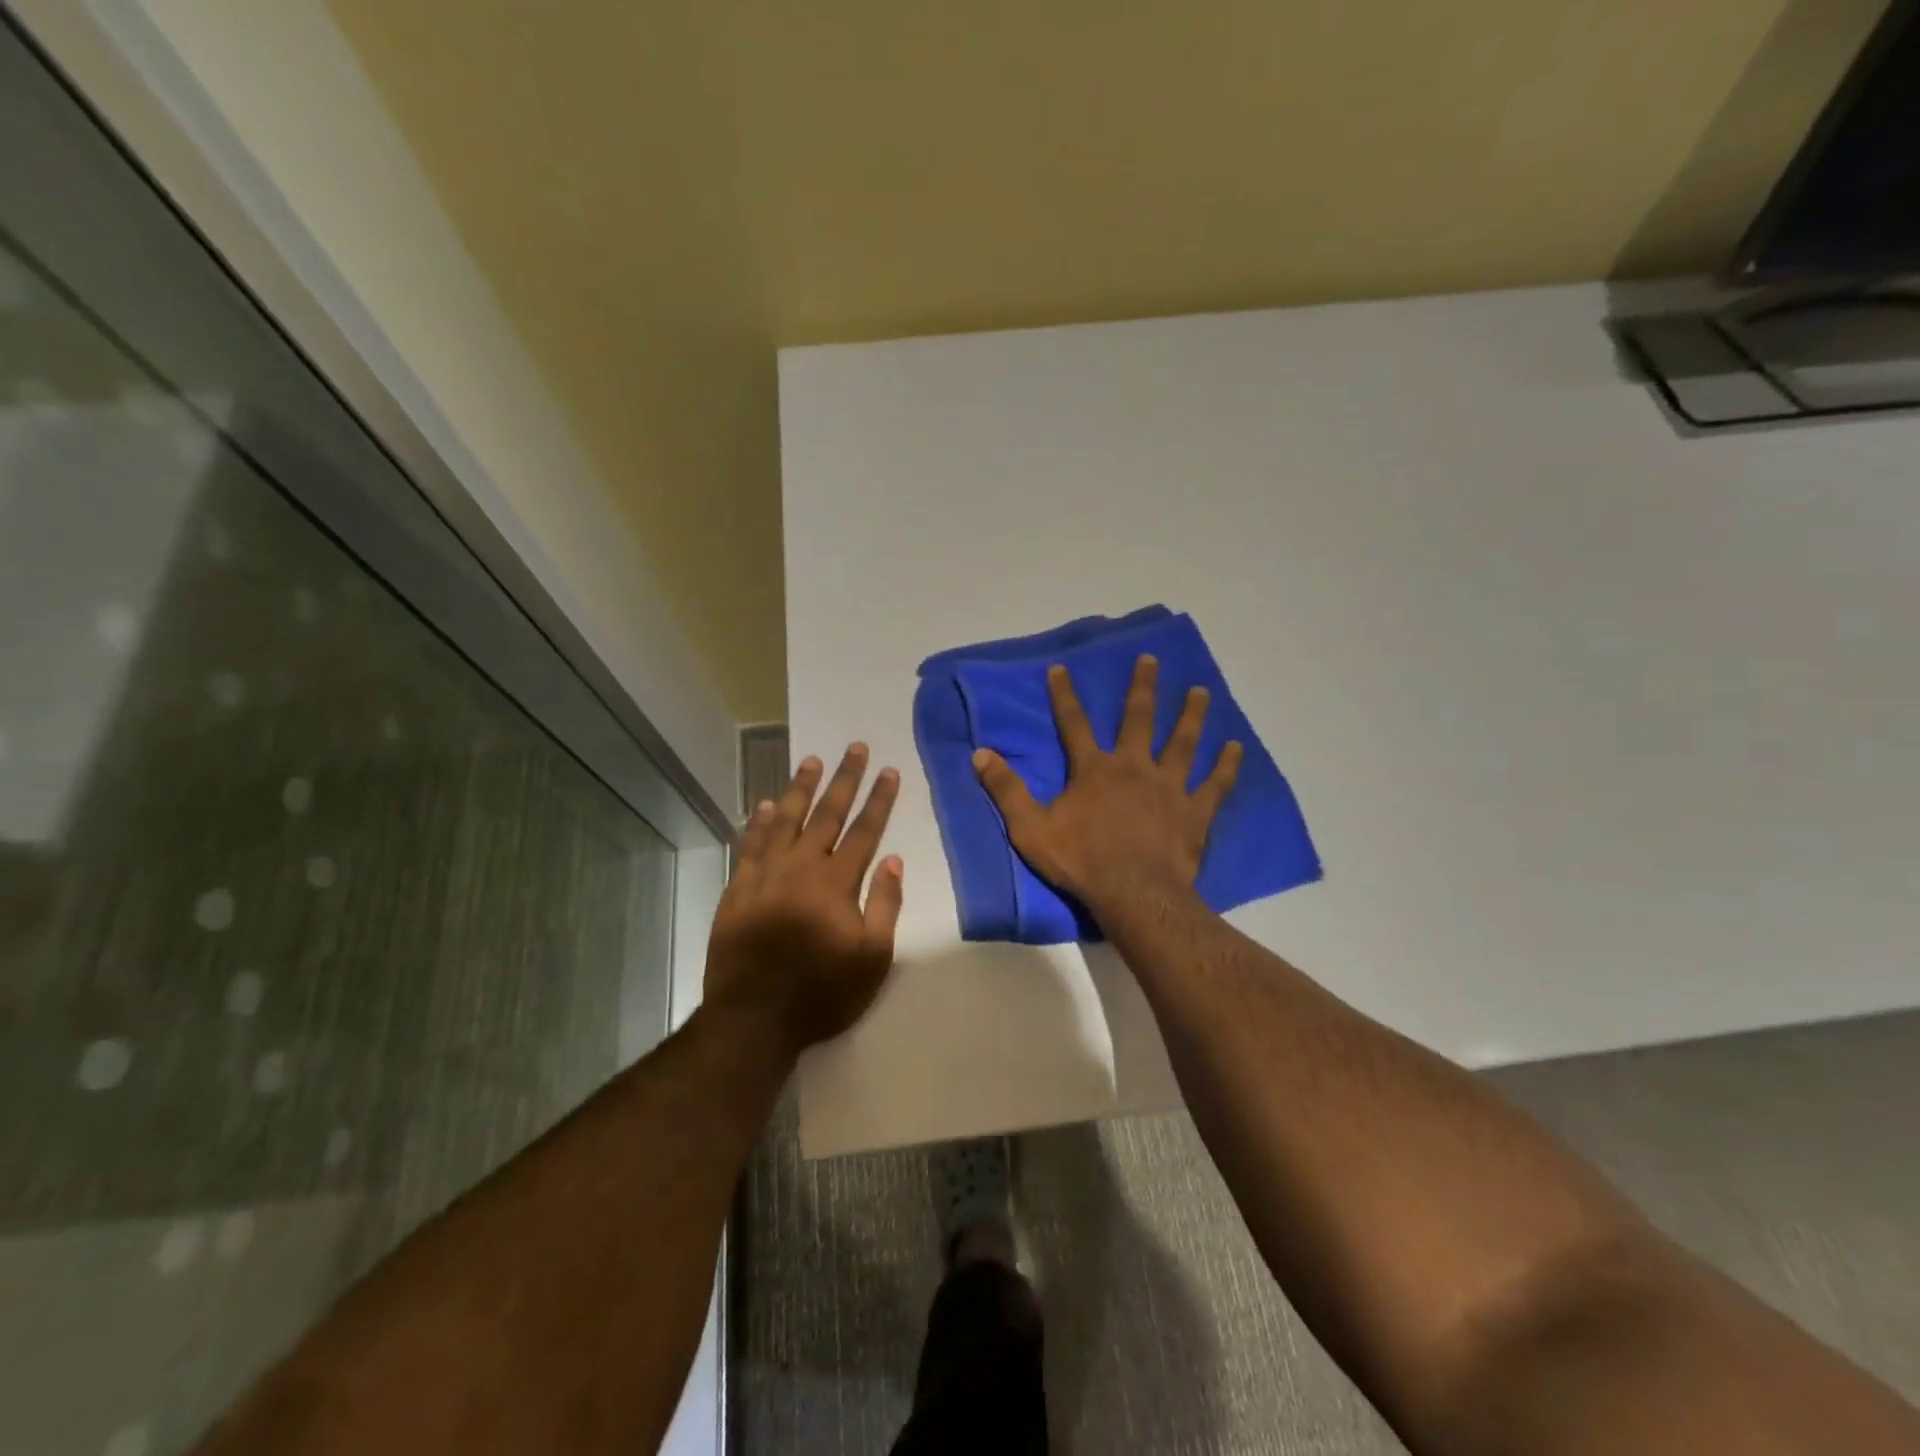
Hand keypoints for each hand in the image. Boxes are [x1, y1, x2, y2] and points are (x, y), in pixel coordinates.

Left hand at [704, 744, 903, 1057]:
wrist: (753, 1018)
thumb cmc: (822, 992)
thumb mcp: (872, 958)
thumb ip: (884, 904)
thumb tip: (892, 859)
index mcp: (836, 882)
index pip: (864, 830)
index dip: (879, 799)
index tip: (889, 770)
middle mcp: (801, 867)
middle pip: (827, 814)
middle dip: (844, 779)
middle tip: (854, 747)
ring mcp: (765, 875)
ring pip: (785, 820)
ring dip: (800, 788)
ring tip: (811, 760)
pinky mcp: (739, 889)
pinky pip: (750, 845)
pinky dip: (758, 823)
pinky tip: (763, 806)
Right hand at [973, 655, 1240, 914]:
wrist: (1134, 894)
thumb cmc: (1081, 861)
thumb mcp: (1030, 828)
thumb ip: (1006, 790)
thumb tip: (980, 753)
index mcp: (1094, 770)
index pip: (1074, 724)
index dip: (1064, 695)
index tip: (1061, 668)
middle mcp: (1134, 767)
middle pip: (1139, 719)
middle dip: (1143, 688)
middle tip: (1152, 659)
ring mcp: (1169, 787)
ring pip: (1183, 743)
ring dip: (1192, 715)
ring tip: (1201, 691)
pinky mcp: (1195, 812)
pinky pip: (1215, 784)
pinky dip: (1226, 765)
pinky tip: (1236, 747)